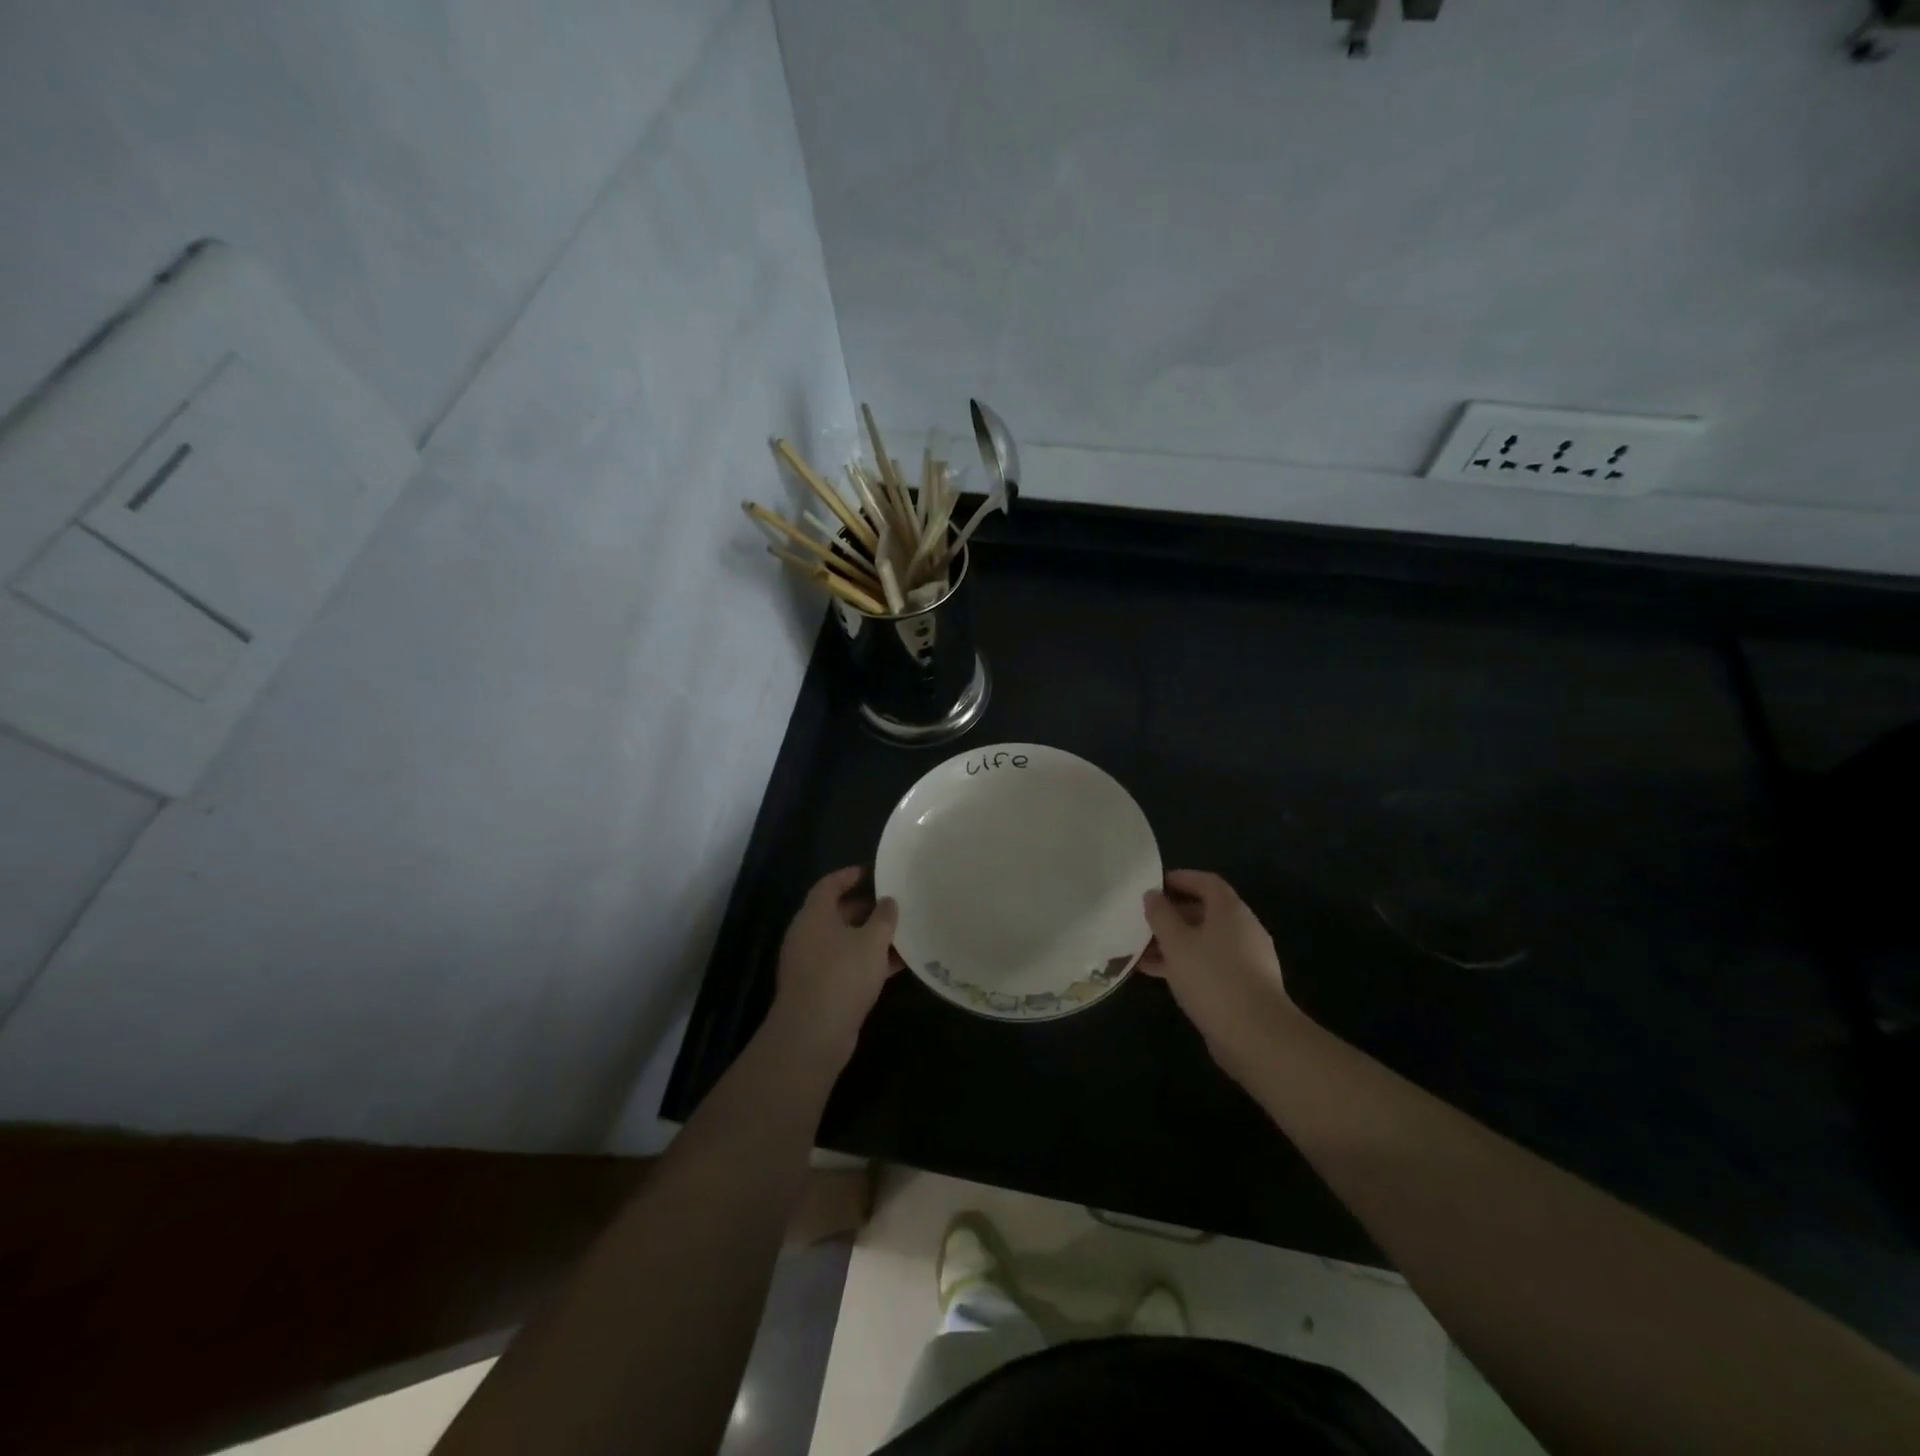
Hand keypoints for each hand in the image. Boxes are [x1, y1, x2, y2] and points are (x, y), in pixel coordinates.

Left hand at [768, 866, 899, 1065]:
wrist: (813, 1034)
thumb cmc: (842, 975)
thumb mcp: (871, 941)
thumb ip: (884, 917)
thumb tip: (888, 901)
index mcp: (814, 916)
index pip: (829, 885)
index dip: (849, 875)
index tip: (871, 871)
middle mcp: (808, 935)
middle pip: (837, 913)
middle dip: (866, 908)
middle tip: (894, 902)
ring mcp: (812, 964)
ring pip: (844, 941)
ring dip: (870, 937)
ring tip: (902, 932)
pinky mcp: (820, 989)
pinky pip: (846, 965)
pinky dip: (868, 961)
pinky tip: (896, 964)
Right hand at [1141, 870, 1301, 1081]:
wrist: (1257, 1036)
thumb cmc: (1213, 978)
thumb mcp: (1177, 942)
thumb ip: (1161, 915)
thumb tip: (1153, 895)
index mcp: (1231, 911)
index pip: (1206, 881)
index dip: (1180, 878)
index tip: (1153, 885)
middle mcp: (1242, 930)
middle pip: (1205, 911)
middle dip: (1172, 914)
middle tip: (1143, 919)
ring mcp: (1245, 960)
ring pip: (1204, 941)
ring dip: (1174, 942)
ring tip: (1141, 950)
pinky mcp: (1242, 987)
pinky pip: (1208, 965)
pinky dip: (1185, 964)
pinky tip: (1159, 975)